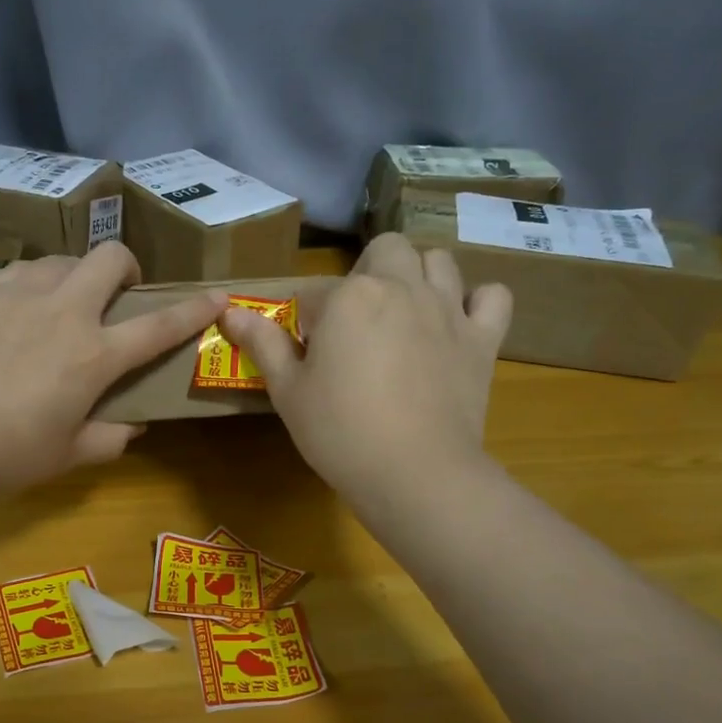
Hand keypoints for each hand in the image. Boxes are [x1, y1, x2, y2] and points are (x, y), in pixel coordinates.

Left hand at [0, 243, 226, 501]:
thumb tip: (130, 426)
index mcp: (94, 355)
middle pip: (110, 258)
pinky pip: (23, 272)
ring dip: (77, 274)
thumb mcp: (66, 456)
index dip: (194, 310)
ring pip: (64, 258)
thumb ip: (107, 438)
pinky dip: (36, 284)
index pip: (159, 325)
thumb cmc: (4, 454)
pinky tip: (20, 312)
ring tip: (64, 305)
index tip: (218, 296)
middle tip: (118, 295)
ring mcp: (19, 294)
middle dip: (126, 268)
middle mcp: (64, 312)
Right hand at [219, 234, 510, 505]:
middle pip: (385, 250)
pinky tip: (458, 322)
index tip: (307, 355)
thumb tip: (229, 311)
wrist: (415, 473)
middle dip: (367, 272)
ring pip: (438, 261)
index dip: (307, 323)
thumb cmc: (339, 432)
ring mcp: (447, 309)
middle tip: (356, 320)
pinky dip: (477, 302)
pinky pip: (492, 297)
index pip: (315, 292)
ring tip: (404, 312)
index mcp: (348, 297)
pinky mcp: (482, 338)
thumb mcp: (287, 391)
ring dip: (419, 275)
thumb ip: (262, 344)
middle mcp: (400, 287)